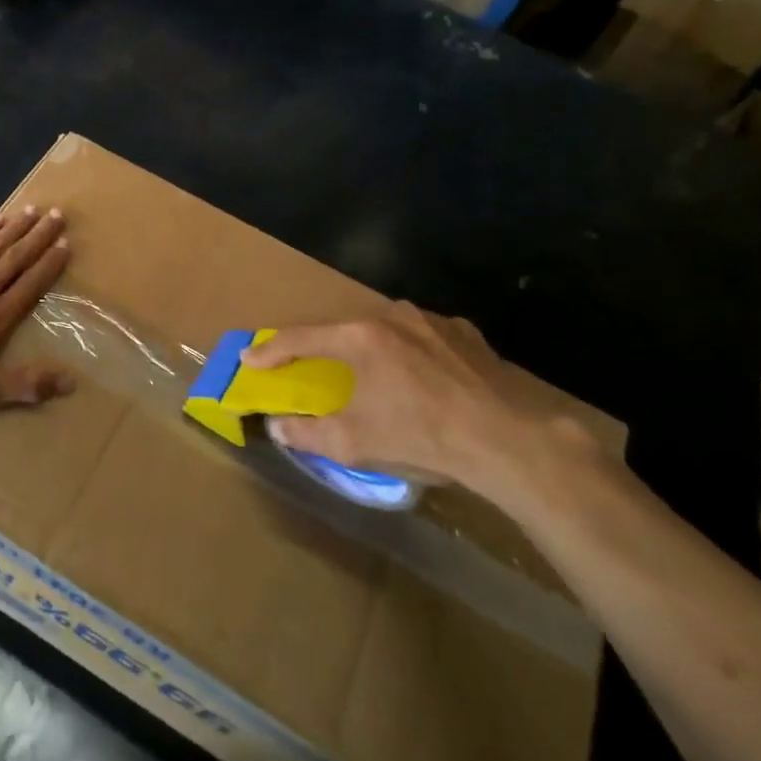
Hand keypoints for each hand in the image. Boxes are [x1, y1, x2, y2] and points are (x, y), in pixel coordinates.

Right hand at [240, 307, 580, 500]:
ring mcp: (434, 322)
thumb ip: (307, 433)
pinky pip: (425, 339)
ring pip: (388, 332)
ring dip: (373, 352)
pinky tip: (423, 380)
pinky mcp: (468, 335)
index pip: (302, 339)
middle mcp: (394, 317)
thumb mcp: (354, 443)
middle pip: (346, 331)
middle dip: (327, 351)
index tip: (250, 359)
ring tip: (376, 380)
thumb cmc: (422, 436)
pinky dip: (413, 355)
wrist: (510, 441)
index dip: (271, 351)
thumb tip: (278, 427)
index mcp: (360, 337)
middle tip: (314, 369)